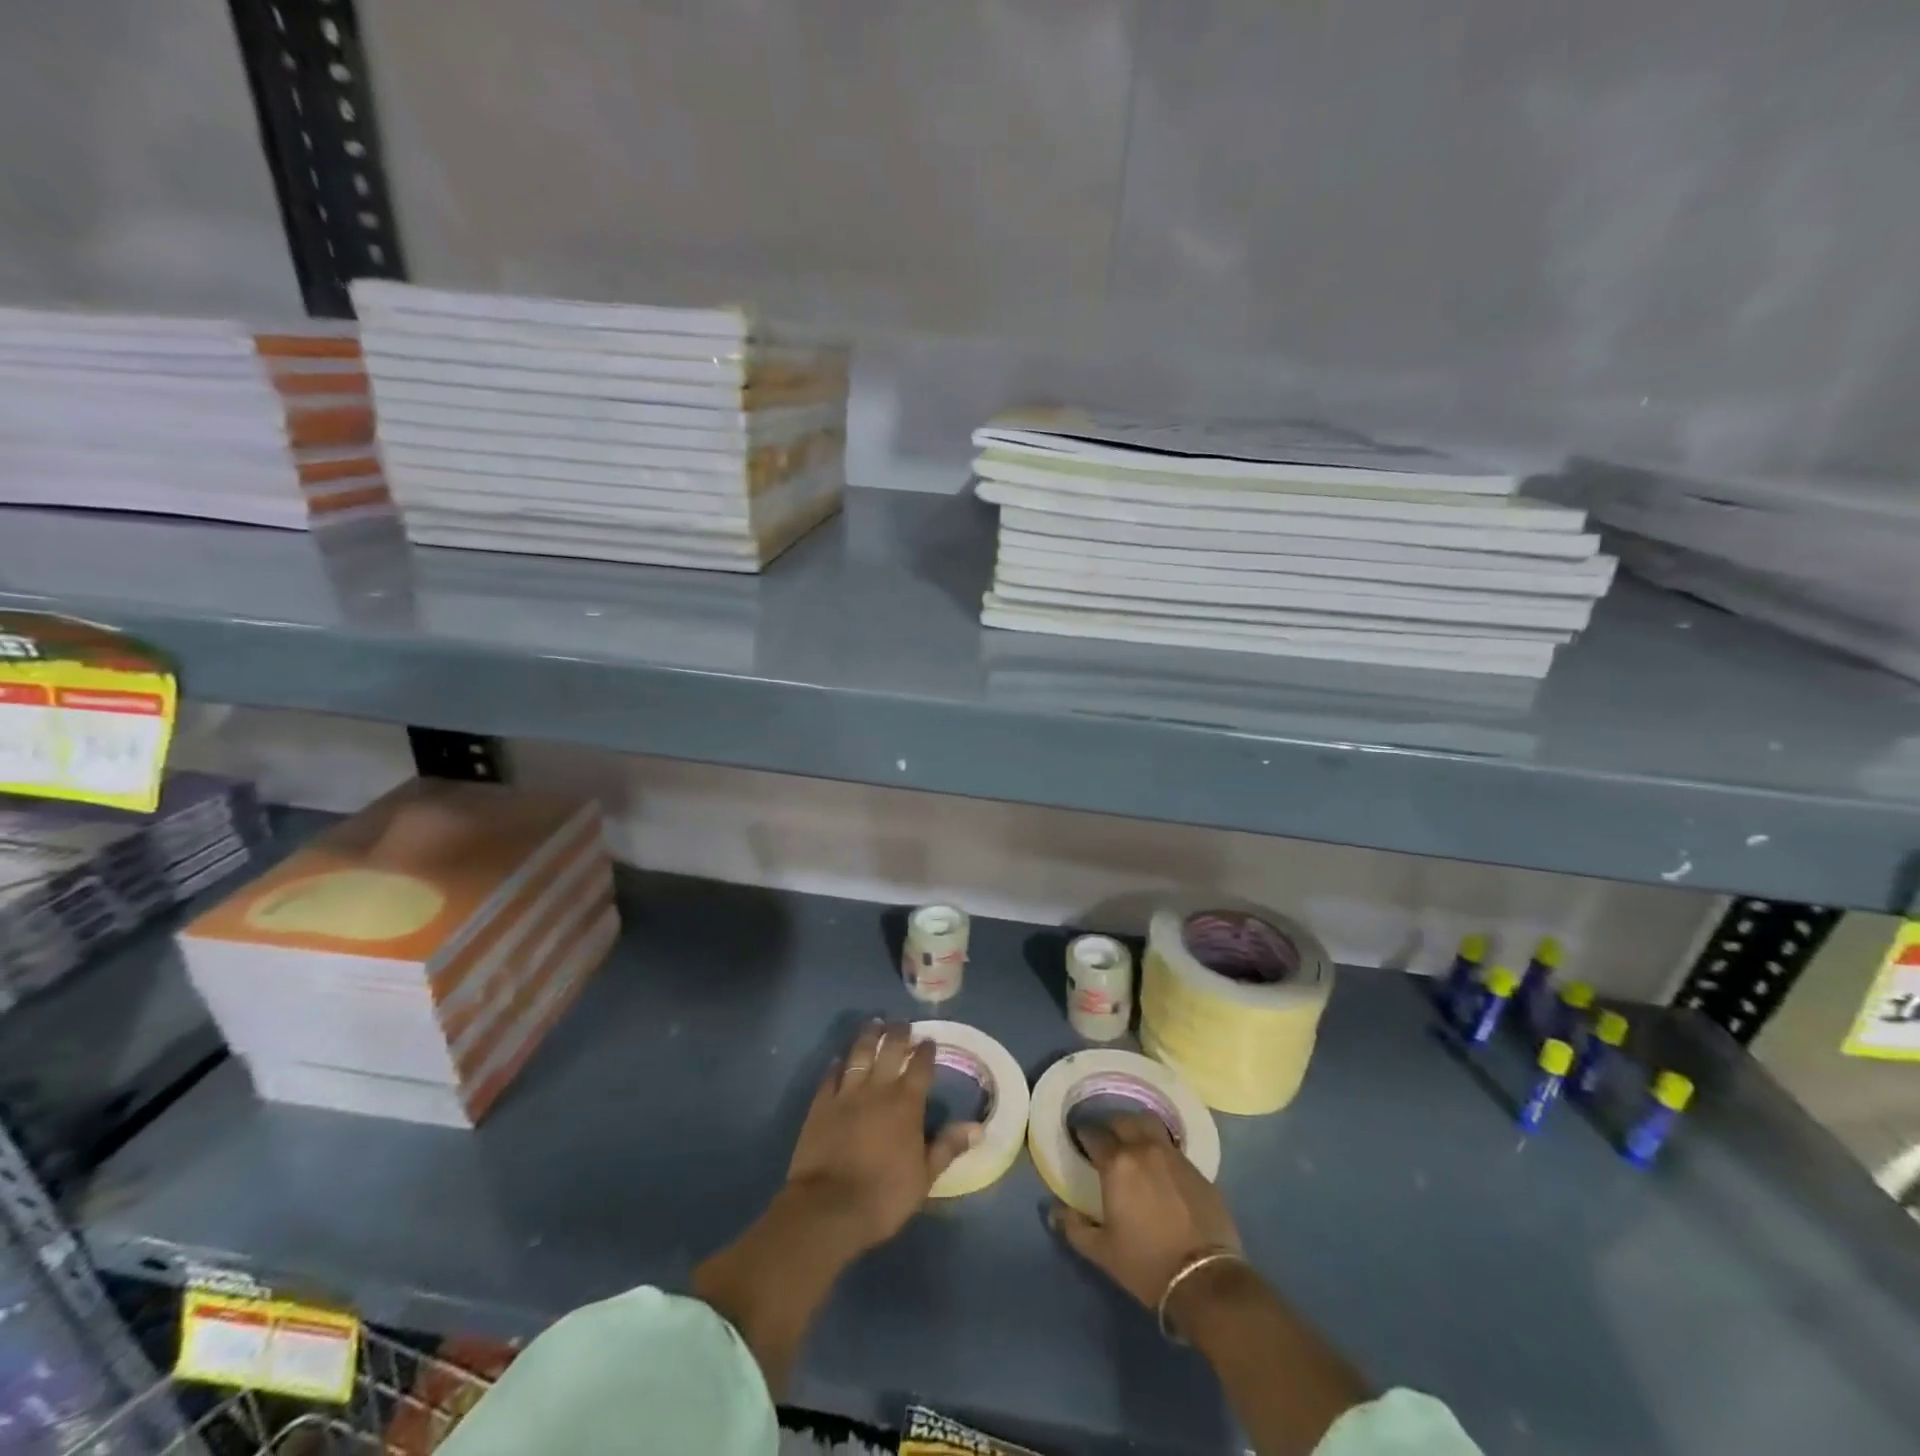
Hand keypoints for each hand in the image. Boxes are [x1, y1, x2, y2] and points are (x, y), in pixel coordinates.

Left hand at [785, 1020, 981, 1255]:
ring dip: (868, 1036)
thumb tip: (978, 1127)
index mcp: (906, 1103)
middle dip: (898, 1033)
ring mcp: (847, 1093)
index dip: (926, 1051)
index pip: (920, 1067)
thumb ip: (948, 1146)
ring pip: (859, 1054)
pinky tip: (838, 1058)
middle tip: (902, 1022)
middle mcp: (878, 1089)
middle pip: (889, 1050)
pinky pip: (830, 1076)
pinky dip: (836, 1065)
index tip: (929, 1040)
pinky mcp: (821, 1104)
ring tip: (874, 1023)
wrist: (828, 1208)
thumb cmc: (884, 1195)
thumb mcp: (925, 1177)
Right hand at [1049, 1113, 1242, 1309]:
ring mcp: (1174, 1156)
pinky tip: (1160, 1169)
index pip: (1094, 1134)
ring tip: (1132, 1145)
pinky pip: (1172, 1147)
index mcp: (1118, 1163)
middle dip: (1110, 1126)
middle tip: (1104, 1141)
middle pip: (1123, 1121)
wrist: (1205, 1280)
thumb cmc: (1146, 1263)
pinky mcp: (1198, 1170)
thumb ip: (1074, 1227)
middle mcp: (1145, 1148)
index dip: (1083, 1135)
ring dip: (1136, 1129)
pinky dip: (1160, 1149)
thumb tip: (1053, 1211)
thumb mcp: (1102, 1251)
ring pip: (1150, 1125)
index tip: (1079, 1140)